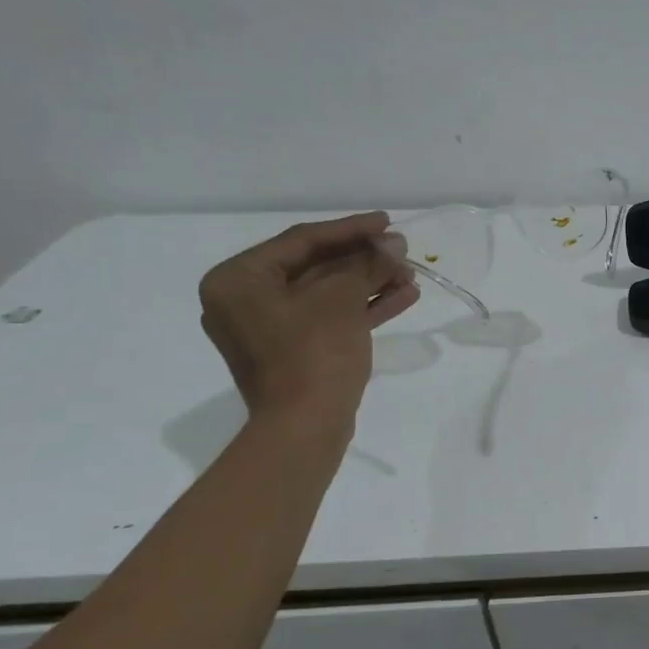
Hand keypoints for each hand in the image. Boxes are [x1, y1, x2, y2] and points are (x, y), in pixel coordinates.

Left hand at [198, 212, 419, 429]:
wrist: (305, 426)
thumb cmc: (313, 354)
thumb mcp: (341, 300)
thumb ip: (366, 263)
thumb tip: (393, 243)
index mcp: (238, 279)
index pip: (301, 241)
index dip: (350, 229)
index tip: (387, 222)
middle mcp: (245, 300)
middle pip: (315, 267)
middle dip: (364, 260)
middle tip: (403, 251)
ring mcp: (269, 328)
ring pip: (326, 294)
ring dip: (370, 283)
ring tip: (411, 276)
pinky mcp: (293, 351)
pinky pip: (328, 318)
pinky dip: (362, 308)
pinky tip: (403, 298)